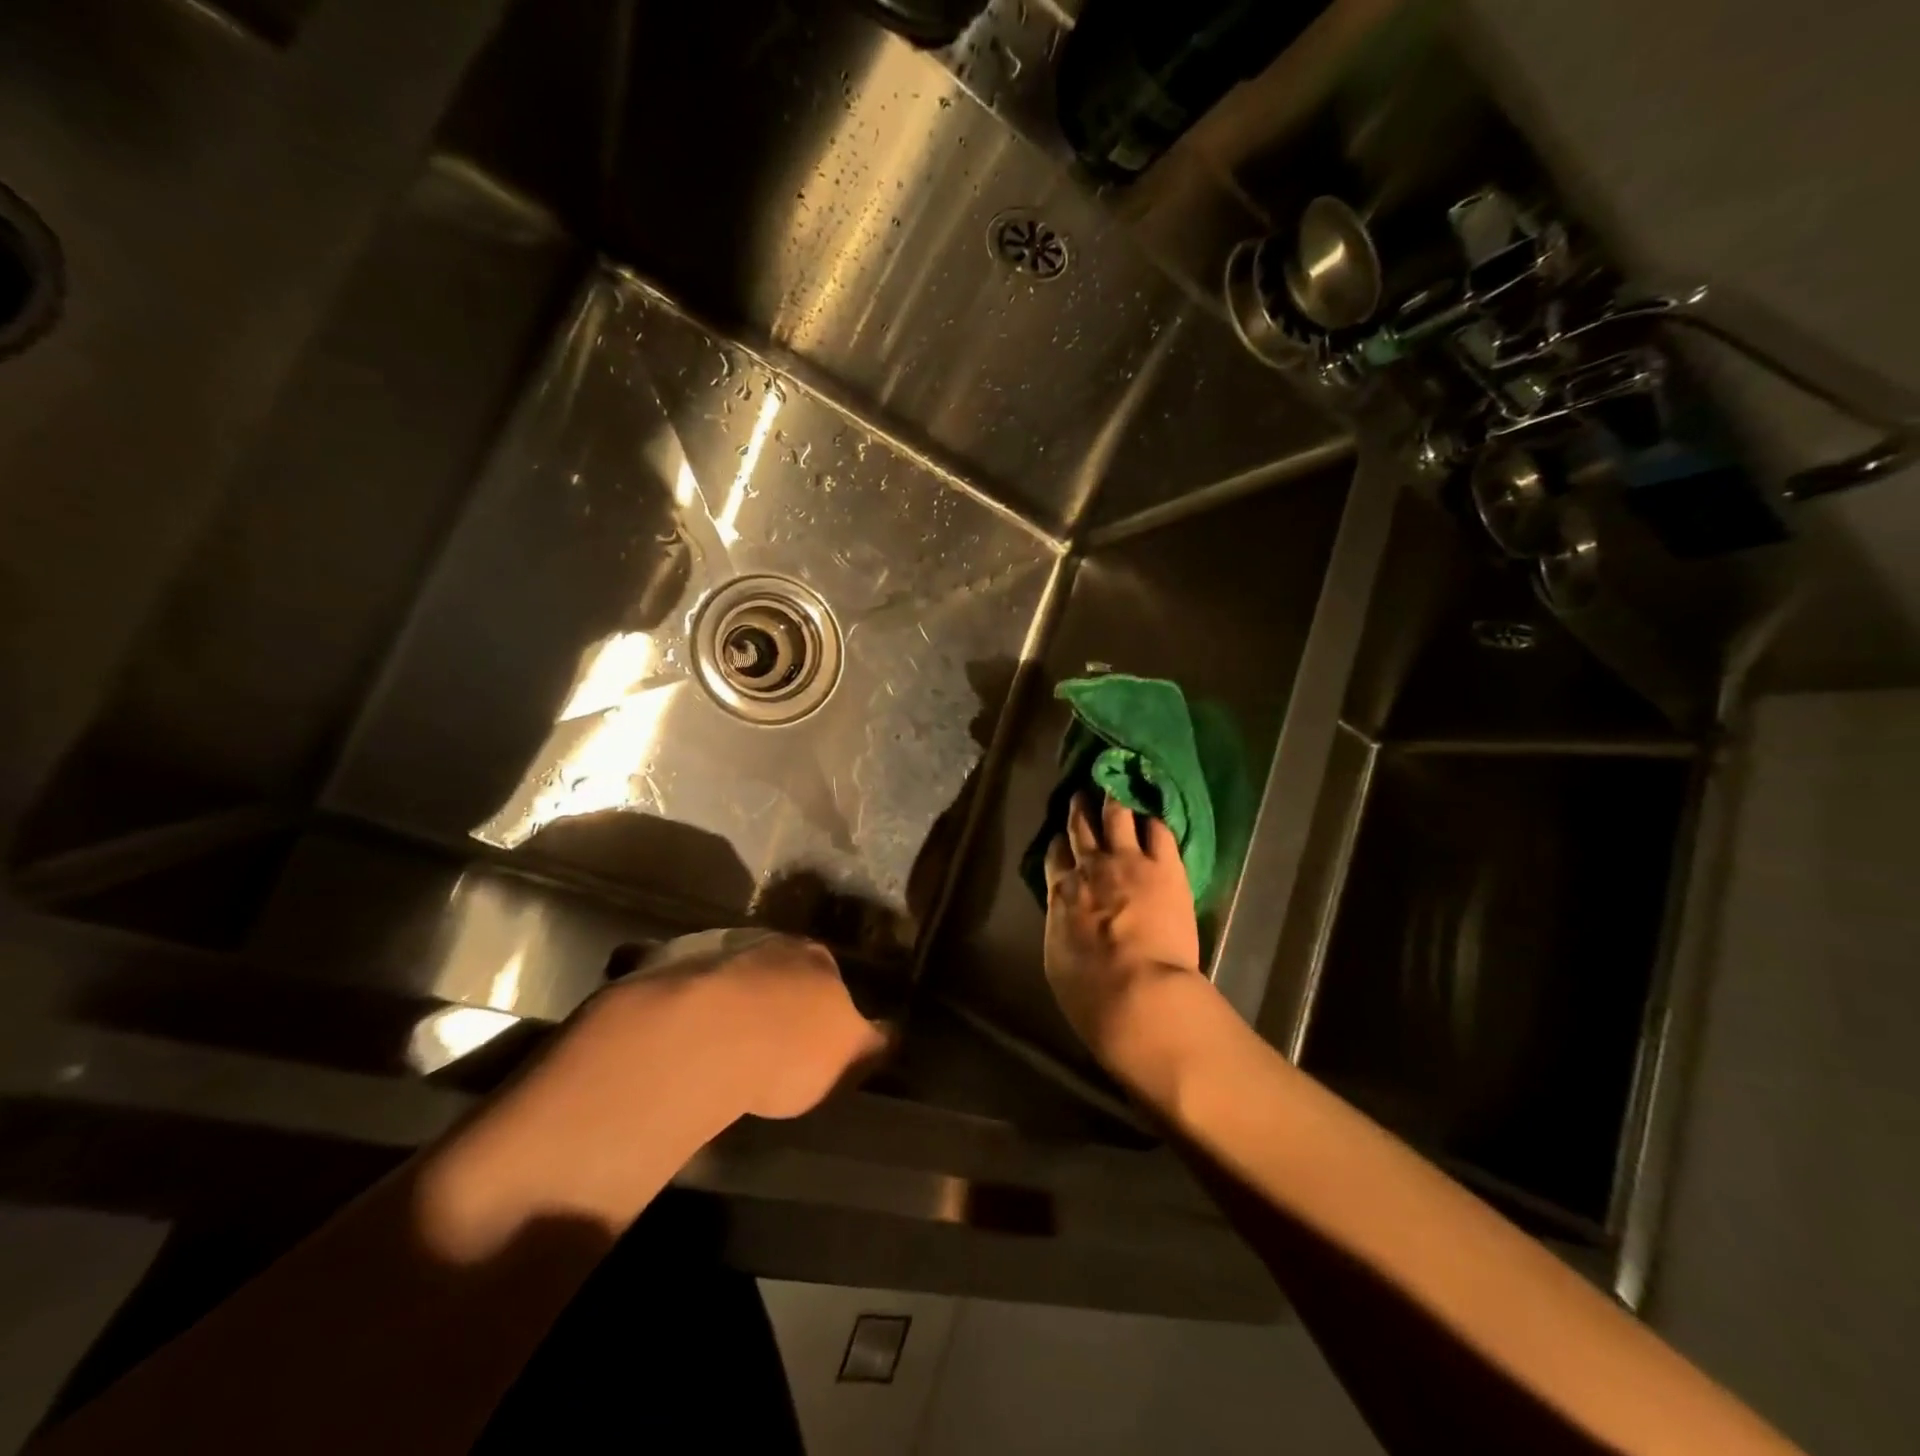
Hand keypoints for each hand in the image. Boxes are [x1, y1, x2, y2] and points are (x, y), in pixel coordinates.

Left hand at [604, 930, 889, 1119]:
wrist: (705, 1037)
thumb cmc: (789, 1049)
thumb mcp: (850, 1056)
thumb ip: (872, 1043)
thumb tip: (892, 1034)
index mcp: (816, 959)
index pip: (828, 973)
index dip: (820, 1001)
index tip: (811, 1029)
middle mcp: (769, 942)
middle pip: (775, 964)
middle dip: (771, 988)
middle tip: (763, 1028)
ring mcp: (715, 947)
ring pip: (726, 965)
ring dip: (724, 989)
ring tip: (715, 1029)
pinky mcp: (663, 960)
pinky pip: (670, 972)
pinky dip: (671, 986)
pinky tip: (669, 1020)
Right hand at [1043, 793, 1202, 1062]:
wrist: (1136, 991)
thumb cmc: (1090, 991)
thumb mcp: (1059, 960)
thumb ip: (1063, 928)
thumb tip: (1067, 919)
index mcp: (1061, 893)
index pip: (1055, 856)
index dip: (1058, 844)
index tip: (1060, 838)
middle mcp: (1090, 867)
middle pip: (1081, 828)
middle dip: (1079, 809)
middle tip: (1081, 794)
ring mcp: (1128, 861)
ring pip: (1117, 817)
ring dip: (1113, 801)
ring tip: (1114, 788)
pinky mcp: (1165, 866)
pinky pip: (1158, 831)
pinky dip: (1152, 821)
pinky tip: (1154, 815)